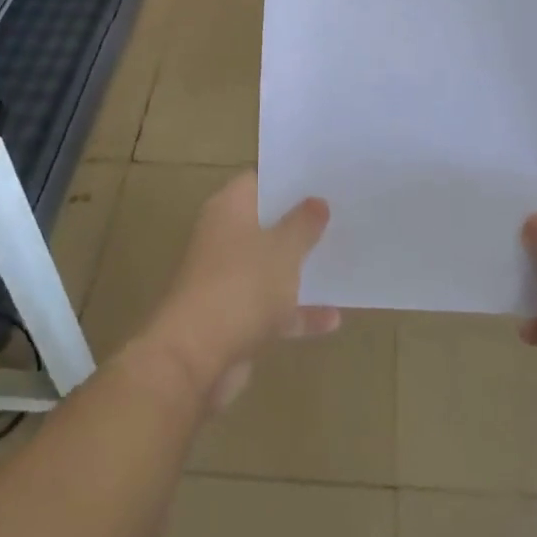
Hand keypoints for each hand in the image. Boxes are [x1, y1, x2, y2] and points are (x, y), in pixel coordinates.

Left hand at [133, 172, 339, 409]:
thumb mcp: (284, 249)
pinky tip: (333, 319)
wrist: (195, 359)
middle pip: (266, 222)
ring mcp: (226, 278)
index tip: (324, 177)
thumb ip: (304, 223)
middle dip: (300, 222)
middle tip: (342, 213)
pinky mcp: (232, 317)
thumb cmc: (242, 286)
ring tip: (342, 258)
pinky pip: (271, 306)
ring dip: (299, 267)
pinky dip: (297, 311)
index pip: (260, 179)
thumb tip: (316, 201)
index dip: (290, 177)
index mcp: (229, 208)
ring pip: (269, 265)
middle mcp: (224, 236)